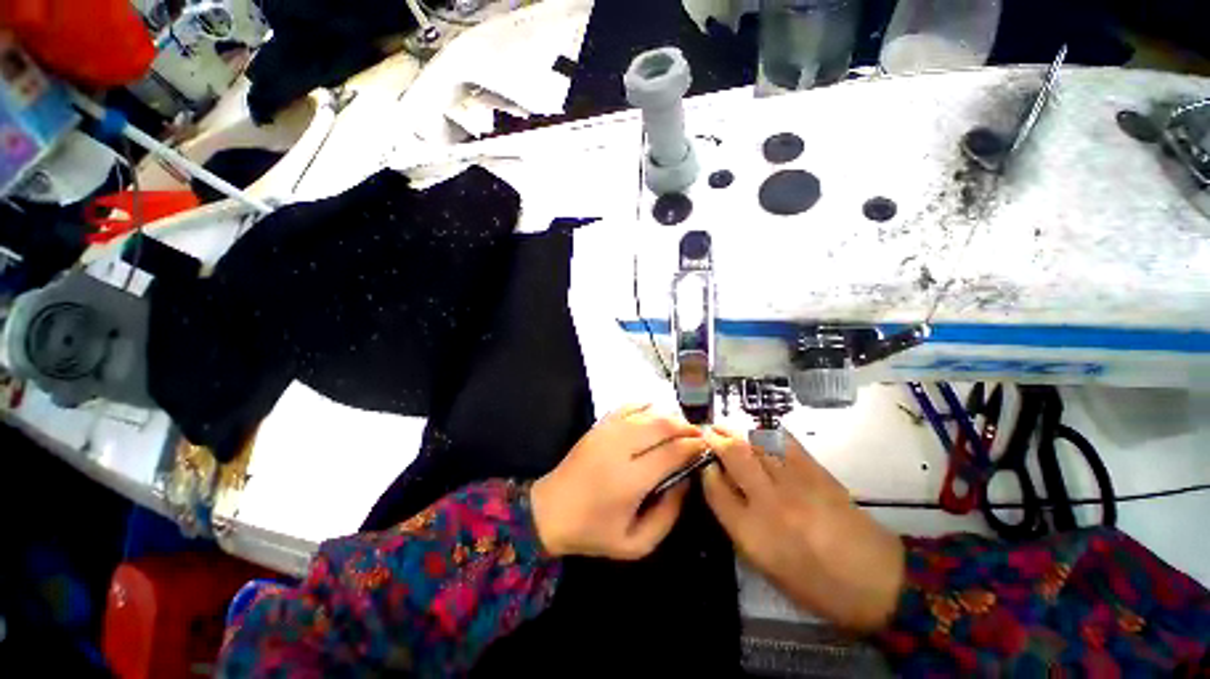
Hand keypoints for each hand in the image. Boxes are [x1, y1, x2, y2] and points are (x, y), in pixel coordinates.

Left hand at [531, 405, 708, 559]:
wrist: (550, 510)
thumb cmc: (594, 531)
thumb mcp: (636, 543)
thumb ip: (668, 516)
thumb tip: (685, 481)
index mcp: (630, 479)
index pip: (672, 452)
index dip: (694, 446)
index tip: (706, 448)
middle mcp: (620, 447)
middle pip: (662, 424)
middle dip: (686, 427)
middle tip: (699, 436)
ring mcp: (607, 431)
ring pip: (648, 411)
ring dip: (670, 415)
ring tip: (681, 428)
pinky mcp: (599, 425)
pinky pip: (629, 405)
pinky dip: (647, 405)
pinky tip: (656, 415)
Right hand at [701, 428, 904, 632]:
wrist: (876, 582)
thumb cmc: (814, 584)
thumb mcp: (765, 564)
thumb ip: (737, 523)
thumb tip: (722, 486)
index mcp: (752, 534)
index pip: (715, 489)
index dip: (705, 470)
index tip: (704, 463)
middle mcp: (769, 503)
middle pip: (733, 456)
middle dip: (715, 439)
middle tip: (706, 431)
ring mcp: (795, 484)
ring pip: (756, 443)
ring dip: (736, 431)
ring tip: (724, 427)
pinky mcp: (817, 473)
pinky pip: (784, 442)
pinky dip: (766, 433)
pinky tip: (758, 433)